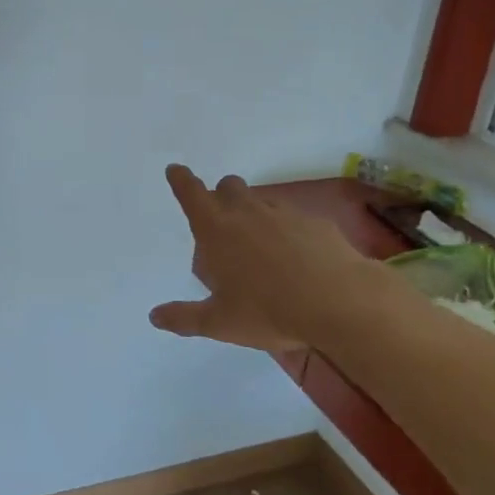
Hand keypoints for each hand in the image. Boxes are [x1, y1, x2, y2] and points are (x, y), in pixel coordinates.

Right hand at [150, 164, 384, 350]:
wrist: (340, 302)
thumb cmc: (269, 311)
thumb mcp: (220, 323)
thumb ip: (185, 318)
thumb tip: (155, 316)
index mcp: (217, 230)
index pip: (191, 193)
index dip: (181, 180)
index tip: (176, 170)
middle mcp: (247, 212)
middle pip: (228, 187)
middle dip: (220, 197)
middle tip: (223, 226)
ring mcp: (284, 213)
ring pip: (261, 201)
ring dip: (255, 215)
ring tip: (262, 251)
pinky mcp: (316, 222)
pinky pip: (294, 219)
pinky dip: (288, 232)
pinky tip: (298, 260)